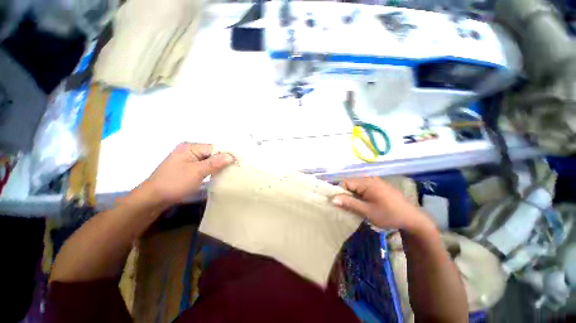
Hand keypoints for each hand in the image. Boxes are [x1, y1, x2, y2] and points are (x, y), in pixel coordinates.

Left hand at [139, 143, 233, 207]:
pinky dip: (212, 170)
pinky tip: (219, 174)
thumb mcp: (196, 172)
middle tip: (236, 168)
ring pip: (209, 160)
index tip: (238, 163)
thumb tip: (231, 156)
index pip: (214, 148)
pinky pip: (205, 165)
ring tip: (230, 172)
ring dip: (218, 166)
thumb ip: (214, 163)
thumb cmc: (174, 183)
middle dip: (223, 160)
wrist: (153, 198)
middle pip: (212, 153)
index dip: (226, 155)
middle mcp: (190, 150)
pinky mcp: (189, 167)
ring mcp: (189, 159)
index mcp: (190, 147)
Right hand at [332, 177, 434, 232]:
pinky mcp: (378, 186)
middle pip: (350, 183)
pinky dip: (359, 195)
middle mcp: (370, 179)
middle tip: (346, 206)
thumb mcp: (368, 211)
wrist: (412, 219)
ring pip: (356, 186)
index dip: (340, 192)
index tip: (339, 203)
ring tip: (354, 206)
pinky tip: (362, 204)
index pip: (345, 182)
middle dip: (346, 194)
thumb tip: (333, 199)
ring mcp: (375, 182)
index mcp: (367, 182)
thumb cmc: (389, 215)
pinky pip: (363, 188)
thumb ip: (349, 203)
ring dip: (353, 195)